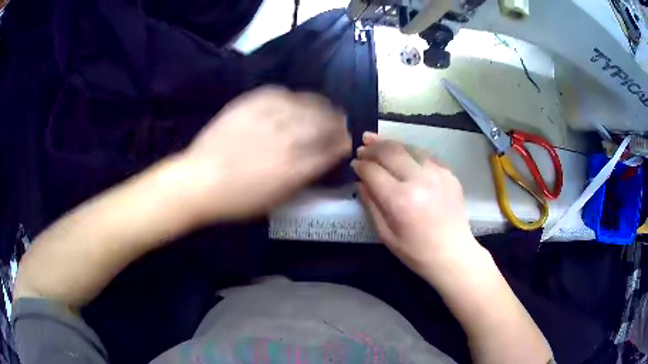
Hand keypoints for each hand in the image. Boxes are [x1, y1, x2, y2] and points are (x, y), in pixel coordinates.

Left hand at [181, 86, 350, 221]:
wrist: (199, 180)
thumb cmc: (238, 199)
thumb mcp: (277, 198)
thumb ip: (303, 177)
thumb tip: (320, 161)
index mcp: (297, 166)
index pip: (332, 148)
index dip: (342, 143)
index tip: (345, 141)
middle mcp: (289, 138)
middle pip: (325, 122)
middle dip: (337, 122)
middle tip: (339, 122)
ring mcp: (270, 117)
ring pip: (307, 104)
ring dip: (321, 106)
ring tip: (324, 107)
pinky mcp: (252, 103)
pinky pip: (281, 94)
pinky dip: (293, 97)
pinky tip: (293, 101)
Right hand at [352, 133, 479, 280]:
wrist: (453, 253)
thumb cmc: (416, 252)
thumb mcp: (386, 235)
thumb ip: (372, 205)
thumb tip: (361, 182)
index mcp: (400, 200)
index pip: (373, 171)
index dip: (360, 165)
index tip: (354, 164)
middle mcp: (419, 180)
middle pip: (390, 152)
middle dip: (372, 147)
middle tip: (362, 146)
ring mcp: (437, 174)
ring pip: (408, 148)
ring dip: (390, 143)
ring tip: (377, 140)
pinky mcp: (449, 173)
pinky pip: (426, 155)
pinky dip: (411, 151)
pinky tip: (404, 153)